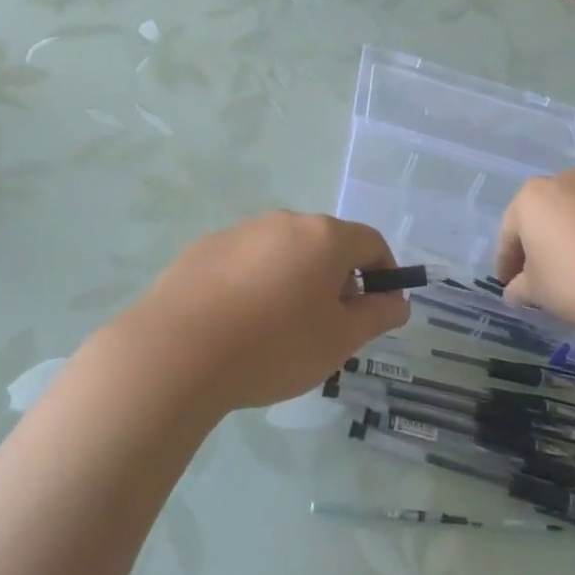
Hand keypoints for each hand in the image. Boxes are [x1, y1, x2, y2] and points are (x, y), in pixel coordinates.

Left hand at [117, 212, 409, 413]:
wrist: (176, 353)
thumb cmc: (274, 346)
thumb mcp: (339, 341)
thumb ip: (376, 316)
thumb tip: (398, 301)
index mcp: (324, 237)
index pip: (371, 242)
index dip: (385, 273)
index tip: (379, 308)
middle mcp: (284, 222)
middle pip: (326, 244)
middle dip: (337, 279)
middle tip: (329, 326)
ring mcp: (240, 231)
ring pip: (284, 252)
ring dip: (295, 280)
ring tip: (279, 331)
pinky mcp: (204, 248)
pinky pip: (246, 261)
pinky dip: (256, 284)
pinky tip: (238, 325)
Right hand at [496, 172, 574, 333]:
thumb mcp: (538, 293)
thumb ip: (520, 288)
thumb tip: (514, 291)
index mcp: (532, 198)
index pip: (510, 232)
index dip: (508, 261)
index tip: (510, 284)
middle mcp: (566, 180)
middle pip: (547, 213)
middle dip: (543, 240)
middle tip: (546, 273)